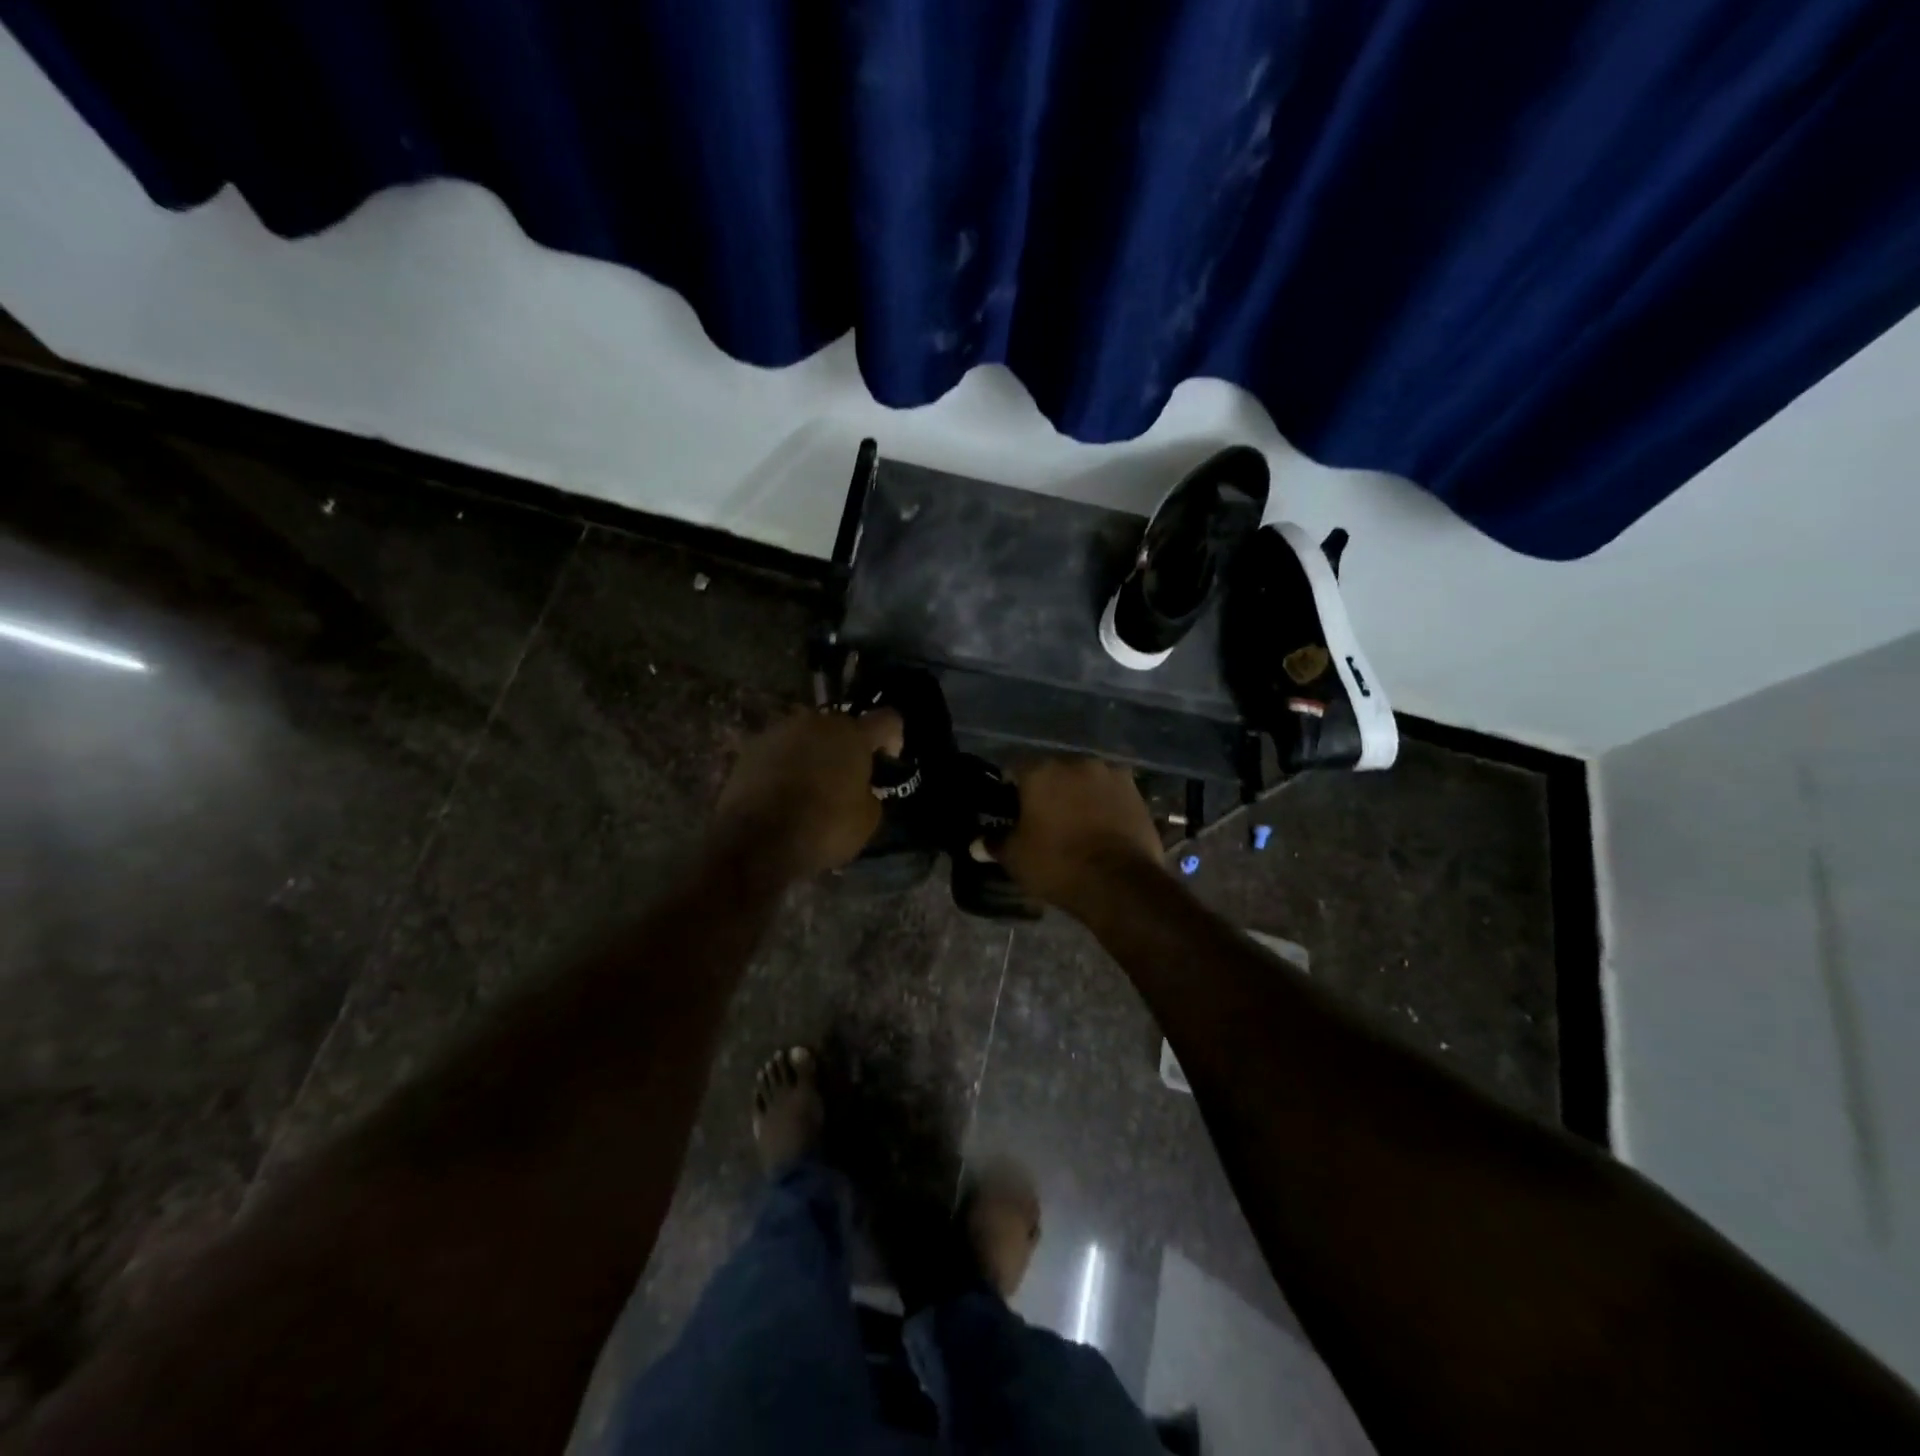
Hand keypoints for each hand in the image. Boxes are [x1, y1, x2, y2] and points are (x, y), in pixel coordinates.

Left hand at [713, 707, 903, 878]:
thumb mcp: (867, 820)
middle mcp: (816, 722)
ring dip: (814, 754)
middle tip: (847, 778)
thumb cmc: (823, 828)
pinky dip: (785, 765)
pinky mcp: (750, 749)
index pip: (886, 719)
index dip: (893, 738)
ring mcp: (779, 732)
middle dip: (847, 748)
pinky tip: (783, 792)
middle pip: (841, 726)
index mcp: (852, 734)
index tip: (887, 761)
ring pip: (807, 737)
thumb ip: (870, 794)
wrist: (756, 842)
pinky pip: (779, 752)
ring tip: (811, 786)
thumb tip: (860, 790)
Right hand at [994, 757, 1164, 911]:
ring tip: (1077, 821)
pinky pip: (1110, 791)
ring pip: (1084, 779)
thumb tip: (975, 844)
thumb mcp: (1016, 858)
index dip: (1010, 788)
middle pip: (1053, 770)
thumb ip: (994, 844)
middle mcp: (1075, 762)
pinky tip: (1102, 824)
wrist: (1120, 883)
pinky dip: (1104, 802)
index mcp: (1040, 771)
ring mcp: (1110, 773)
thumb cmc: (1058, 864)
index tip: (1011, 809)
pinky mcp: (1135, 790)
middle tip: (1044, 817)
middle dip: (1047, 789)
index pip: (1015, 768)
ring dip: (1078, 793)